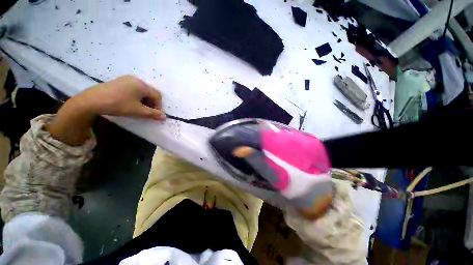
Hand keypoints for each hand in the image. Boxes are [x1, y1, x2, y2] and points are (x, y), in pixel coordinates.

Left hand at [47, 76, 164, 145]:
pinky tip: (130, 103)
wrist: (92, 100)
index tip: (155, 115)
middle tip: (147, 112)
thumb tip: (164, 117)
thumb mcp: (138, 111)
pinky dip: (136, 97)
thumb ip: (153, 114)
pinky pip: (134, 89)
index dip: (159, 106)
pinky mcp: (120, 81)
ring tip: (138, 108)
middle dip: (151, 103)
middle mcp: (136, 79)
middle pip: (150, 92)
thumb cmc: (118, 104)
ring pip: (142, 91)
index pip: (157, 96)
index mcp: (142, 85)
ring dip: (144, 101)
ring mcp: (127, 79)